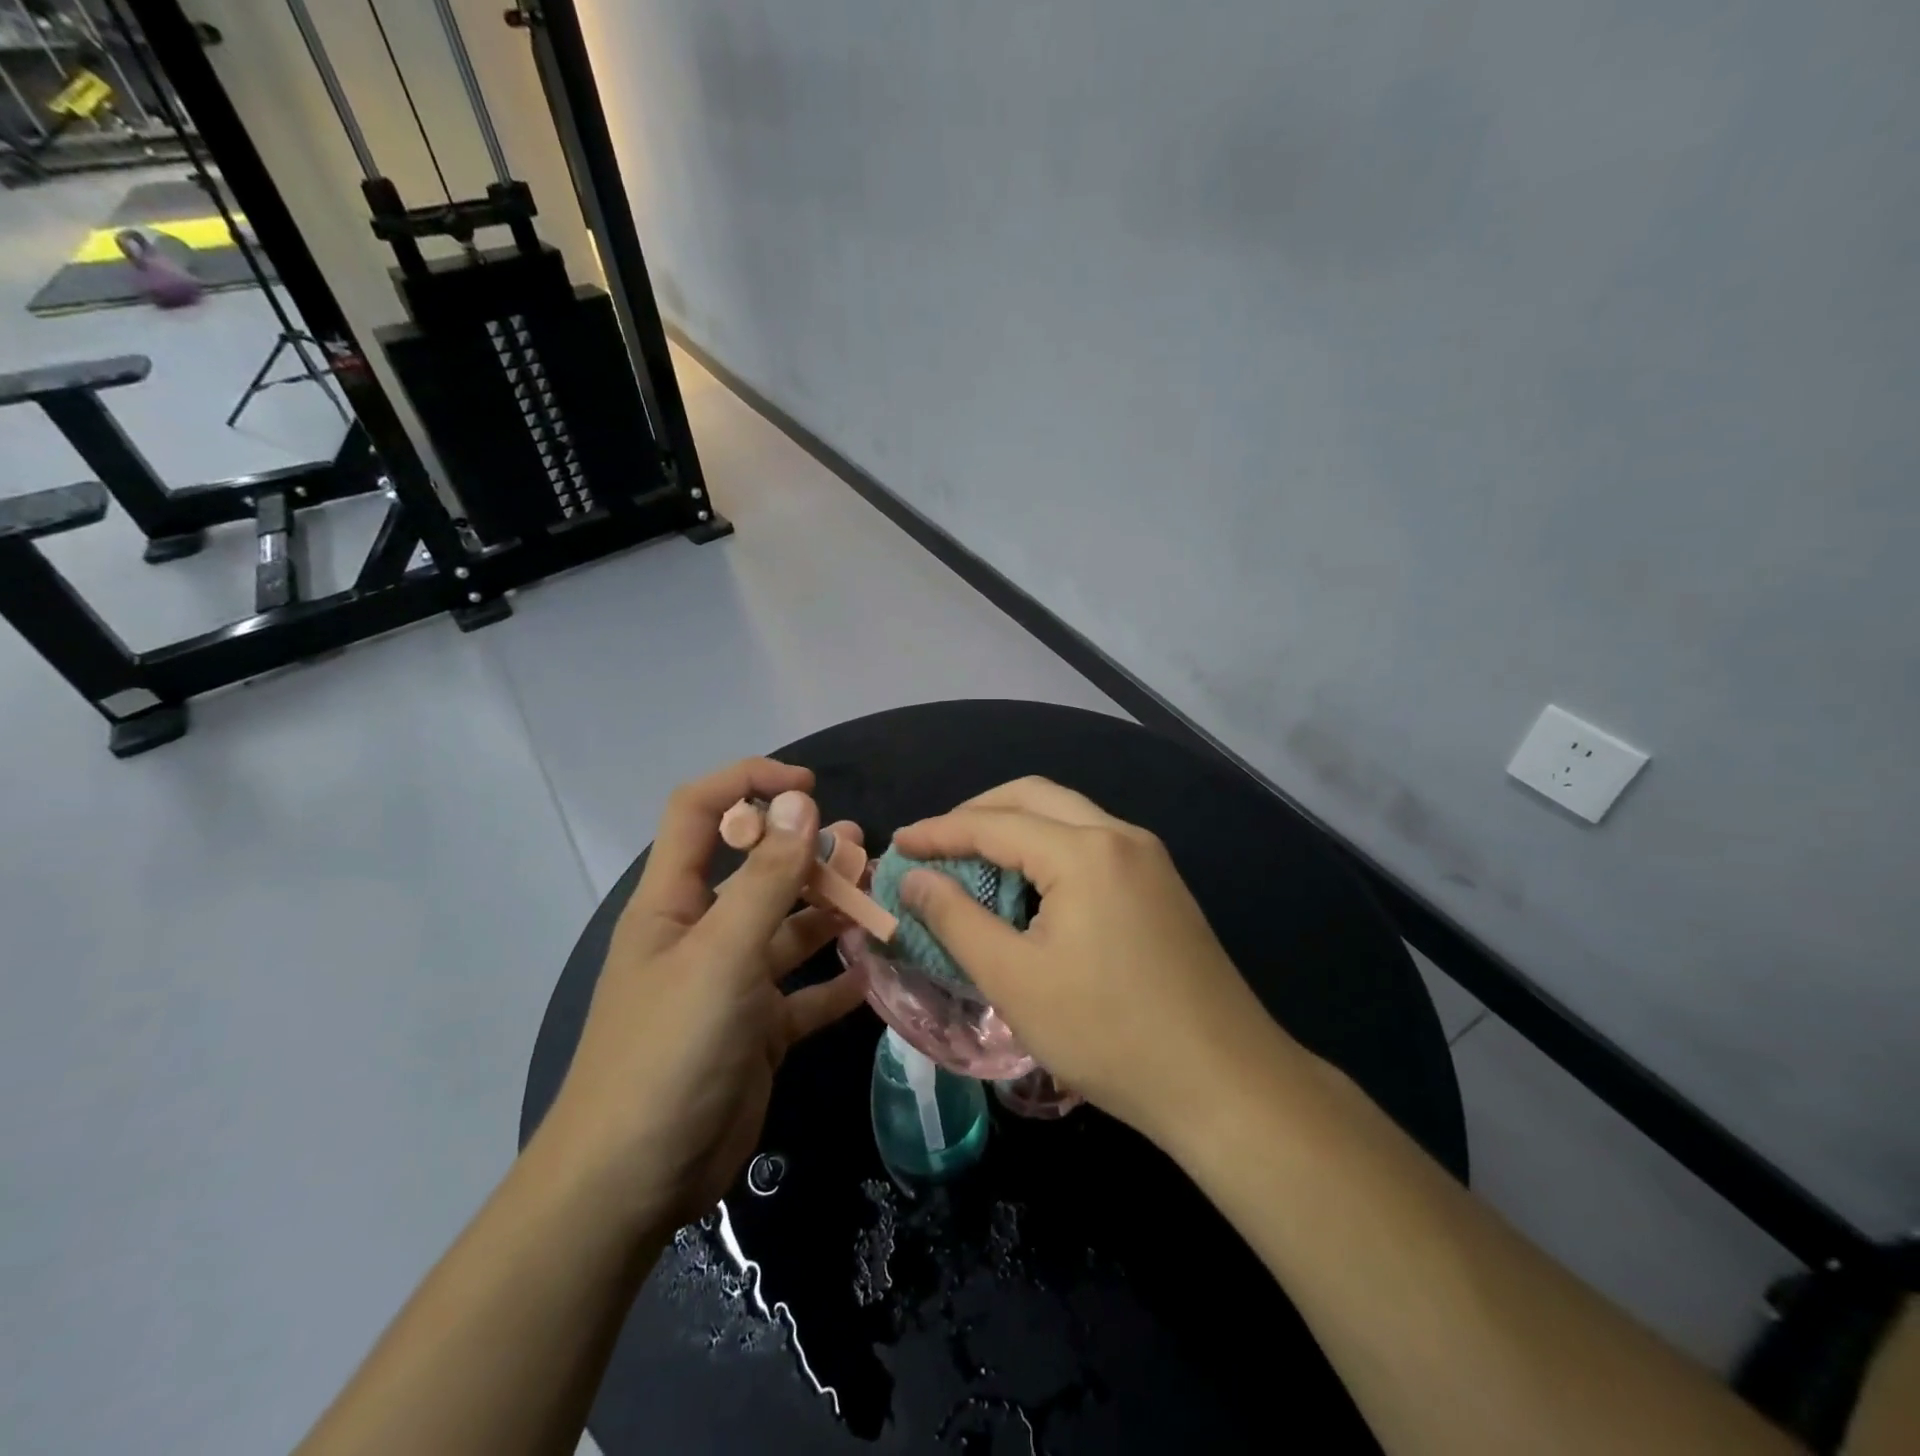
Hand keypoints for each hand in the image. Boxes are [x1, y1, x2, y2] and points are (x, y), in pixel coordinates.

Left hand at [540, 759, 866, 1231]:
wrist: (634, 1184)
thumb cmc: (669, 1051)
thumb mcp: (721, 956)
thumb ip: (766, 879)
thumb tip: (799, 802)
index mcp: (674, 902)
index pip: (702, 812)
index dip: (748, 783)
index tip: (808, 788)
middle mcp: (703, 934)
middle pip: (757, 869)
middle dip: (807, 851)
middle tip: (861, 849)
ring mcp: (732, 984)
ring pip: (789, 929)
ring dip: (831, 910)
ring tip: (878, 897)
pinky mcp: (758, 1030)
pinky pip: (806, 993)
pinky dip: (839, 982)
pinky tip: (875, 974)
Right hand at [892, 778, 1297, 1149]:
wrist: (1227, 1085)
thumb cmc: (1110, 1035)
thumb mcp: (1015, 981)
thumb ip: (957, 920)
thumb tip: (916, 879)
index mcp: (1085, 851)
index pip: (995, 823)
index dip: (940, 831)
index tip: (898, 844)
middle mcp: (1120, 836)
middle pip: (1034, 797)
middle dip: (978, 813)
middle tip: (936, 845)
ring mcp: (1149, 858)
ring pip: (1067, 816)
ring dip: (1015, 829)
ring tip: (973, 864)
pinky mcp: (1162, 886)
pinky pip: (1092, 844)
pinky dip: (1049, 850)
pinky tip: (1029, 888)